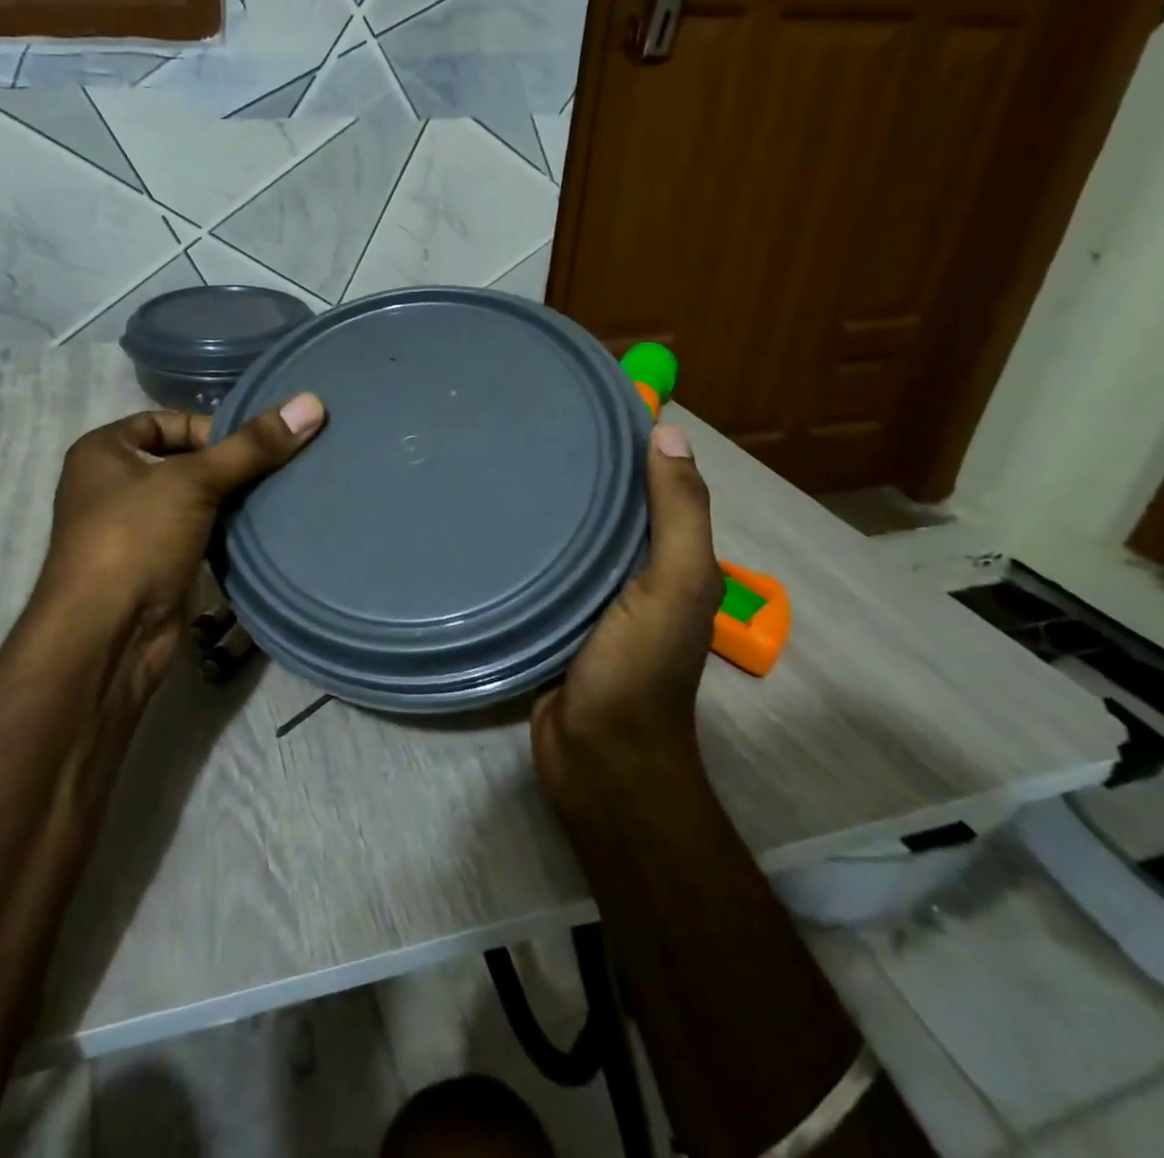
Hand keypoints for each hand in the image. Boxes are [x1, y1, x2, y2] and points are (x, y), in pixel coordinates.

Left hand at [29, 393, 326, 699]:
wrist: (106, 635)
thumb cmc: (136, 539)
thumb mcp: (194, 481)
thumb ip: (252, 446)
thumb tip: (311, 403)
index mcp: (103, 451)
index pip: (166, 421)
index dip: (210, 428)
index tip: (255, 445)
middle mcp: (111, 484)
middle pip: (182, 460)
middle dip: (227, 465)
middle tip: (277, 468)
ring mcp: (132, 528)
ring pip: (191, 500)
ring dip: (228, 500)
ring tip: (276, 496)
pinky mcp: (153, 564)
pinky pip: (195, 533)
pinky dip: (222, 531)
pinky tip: (257, 531)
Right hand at [531, 417, 723, 804]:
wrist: (599, 759)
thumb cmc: (640, 669)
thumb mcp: (676, 585)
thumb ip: (678, 514)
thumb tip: (668, 430)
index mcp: (667, 557)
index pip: (650, 485)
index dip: (627, 443)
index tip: (581, 403)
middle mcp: (629, 570)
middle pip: (604, 507)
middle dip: (575, 469)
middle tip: (520, 429)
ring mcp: (584, 596)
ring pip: (565, 537)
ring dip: (542, 506)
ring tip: (494, 463)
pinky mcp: (546, 616)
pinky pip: (537, 569)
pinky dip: (520, 546)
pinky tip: (484, 521)